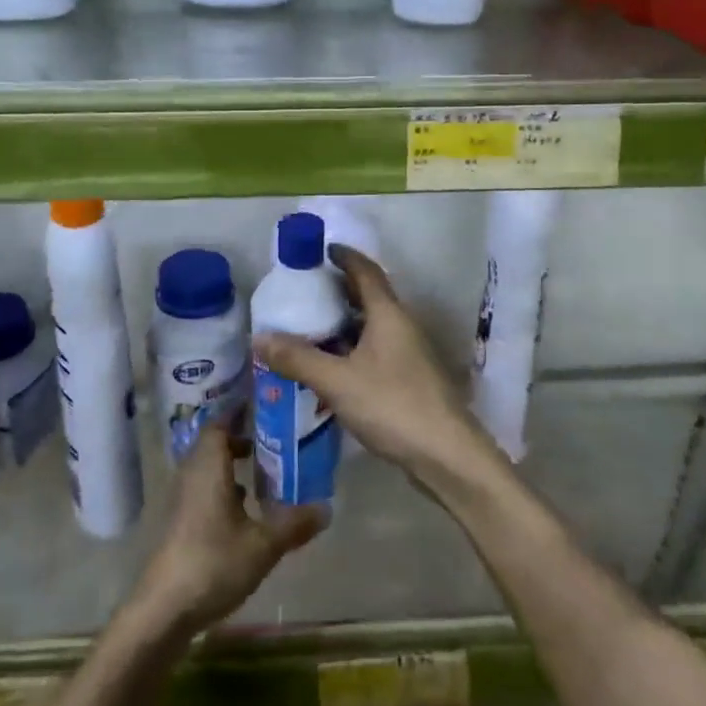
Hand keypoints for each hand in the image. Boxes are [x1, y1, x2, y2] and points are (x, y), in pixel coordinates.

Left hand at [134, 425, 323, 633]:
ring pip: (209, 468)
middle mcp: (192, 475)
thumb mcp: (263, 545)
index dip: (238, 413)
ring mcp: (183, 500)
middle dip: (241, 437)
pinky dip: (225, 488)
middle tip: (274, 437)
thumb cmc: (213, 563)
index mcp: (209, 467)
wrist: (164, 608)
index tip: (263, 406)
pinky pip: (205, 490)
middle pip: (214, 444)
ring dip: (233, 465)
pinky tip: (246, 508)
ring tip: (266, 469)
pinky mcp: (180, 522)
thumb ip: (294, 524)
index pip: (219, 424)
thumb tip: (326, 508)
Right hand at [253, 246, 498, 487]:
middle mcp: (402, 326)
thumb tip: (259, 338)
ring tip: (308, 328)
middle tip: (303, 292)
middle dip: (337, 291)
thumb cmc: (393, 406)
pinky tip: (330, 368)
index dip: (343, 256)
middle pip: (368, 297)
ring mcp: (409, 354)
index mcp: (389, 314)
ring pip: (371, 327)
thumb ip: (298, 359)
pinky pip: (374, 352)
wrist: (447, 456)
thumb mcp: (338, 381)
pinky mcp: (409, 380)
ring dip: (343, 324)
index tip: (319, 250)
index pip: (365, 271)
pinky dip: (351, 350)